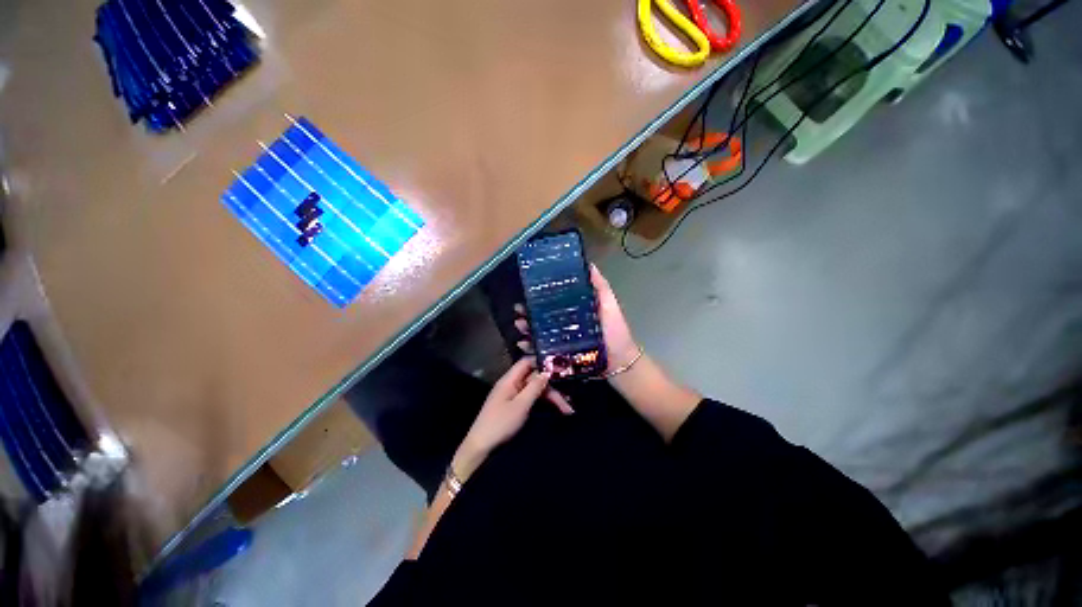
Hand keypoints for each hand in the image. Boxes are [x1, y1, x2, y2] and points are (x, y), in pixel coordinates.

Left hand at [453, 358, 572, 479]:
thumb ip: (534, 387)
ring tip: (567, 410)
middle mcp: (512, 384)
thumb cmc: (500, 424)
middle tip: (568, 402)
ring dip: (550, 398)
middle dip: (552, 388)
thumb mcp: (520, 405)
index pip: (527, 363)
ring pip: (535, 391)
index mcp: (510, 379)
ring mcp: (513, 396)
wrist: (481, 448)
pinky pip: (531, 400)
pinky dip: (543, 404)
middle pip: (535, 379)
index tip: (560, 368)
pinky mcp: (514, 407)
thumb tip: (547, 372)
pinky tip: (555, 410)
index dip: (542, 363)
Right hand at [513, 264, 640, 374]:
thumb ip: (600, 286)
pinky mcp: (560, 357)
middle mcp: (565, 326)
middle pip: (542, 318)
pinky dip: (530, 349)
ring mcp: (561, 343)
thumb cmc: (615, 331)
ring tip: (519, 325)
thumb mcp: (609, 305)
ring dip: (526, 329)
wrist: (620, 362)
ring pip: (539, 334)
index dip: (539, 298)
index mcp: (574, 313)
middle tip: (518, 311)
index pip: (552, 303)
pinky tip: (523, 345)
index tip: (527, 293)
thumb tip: (589, 264)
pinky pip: (542, 353)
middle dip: (527, 314)